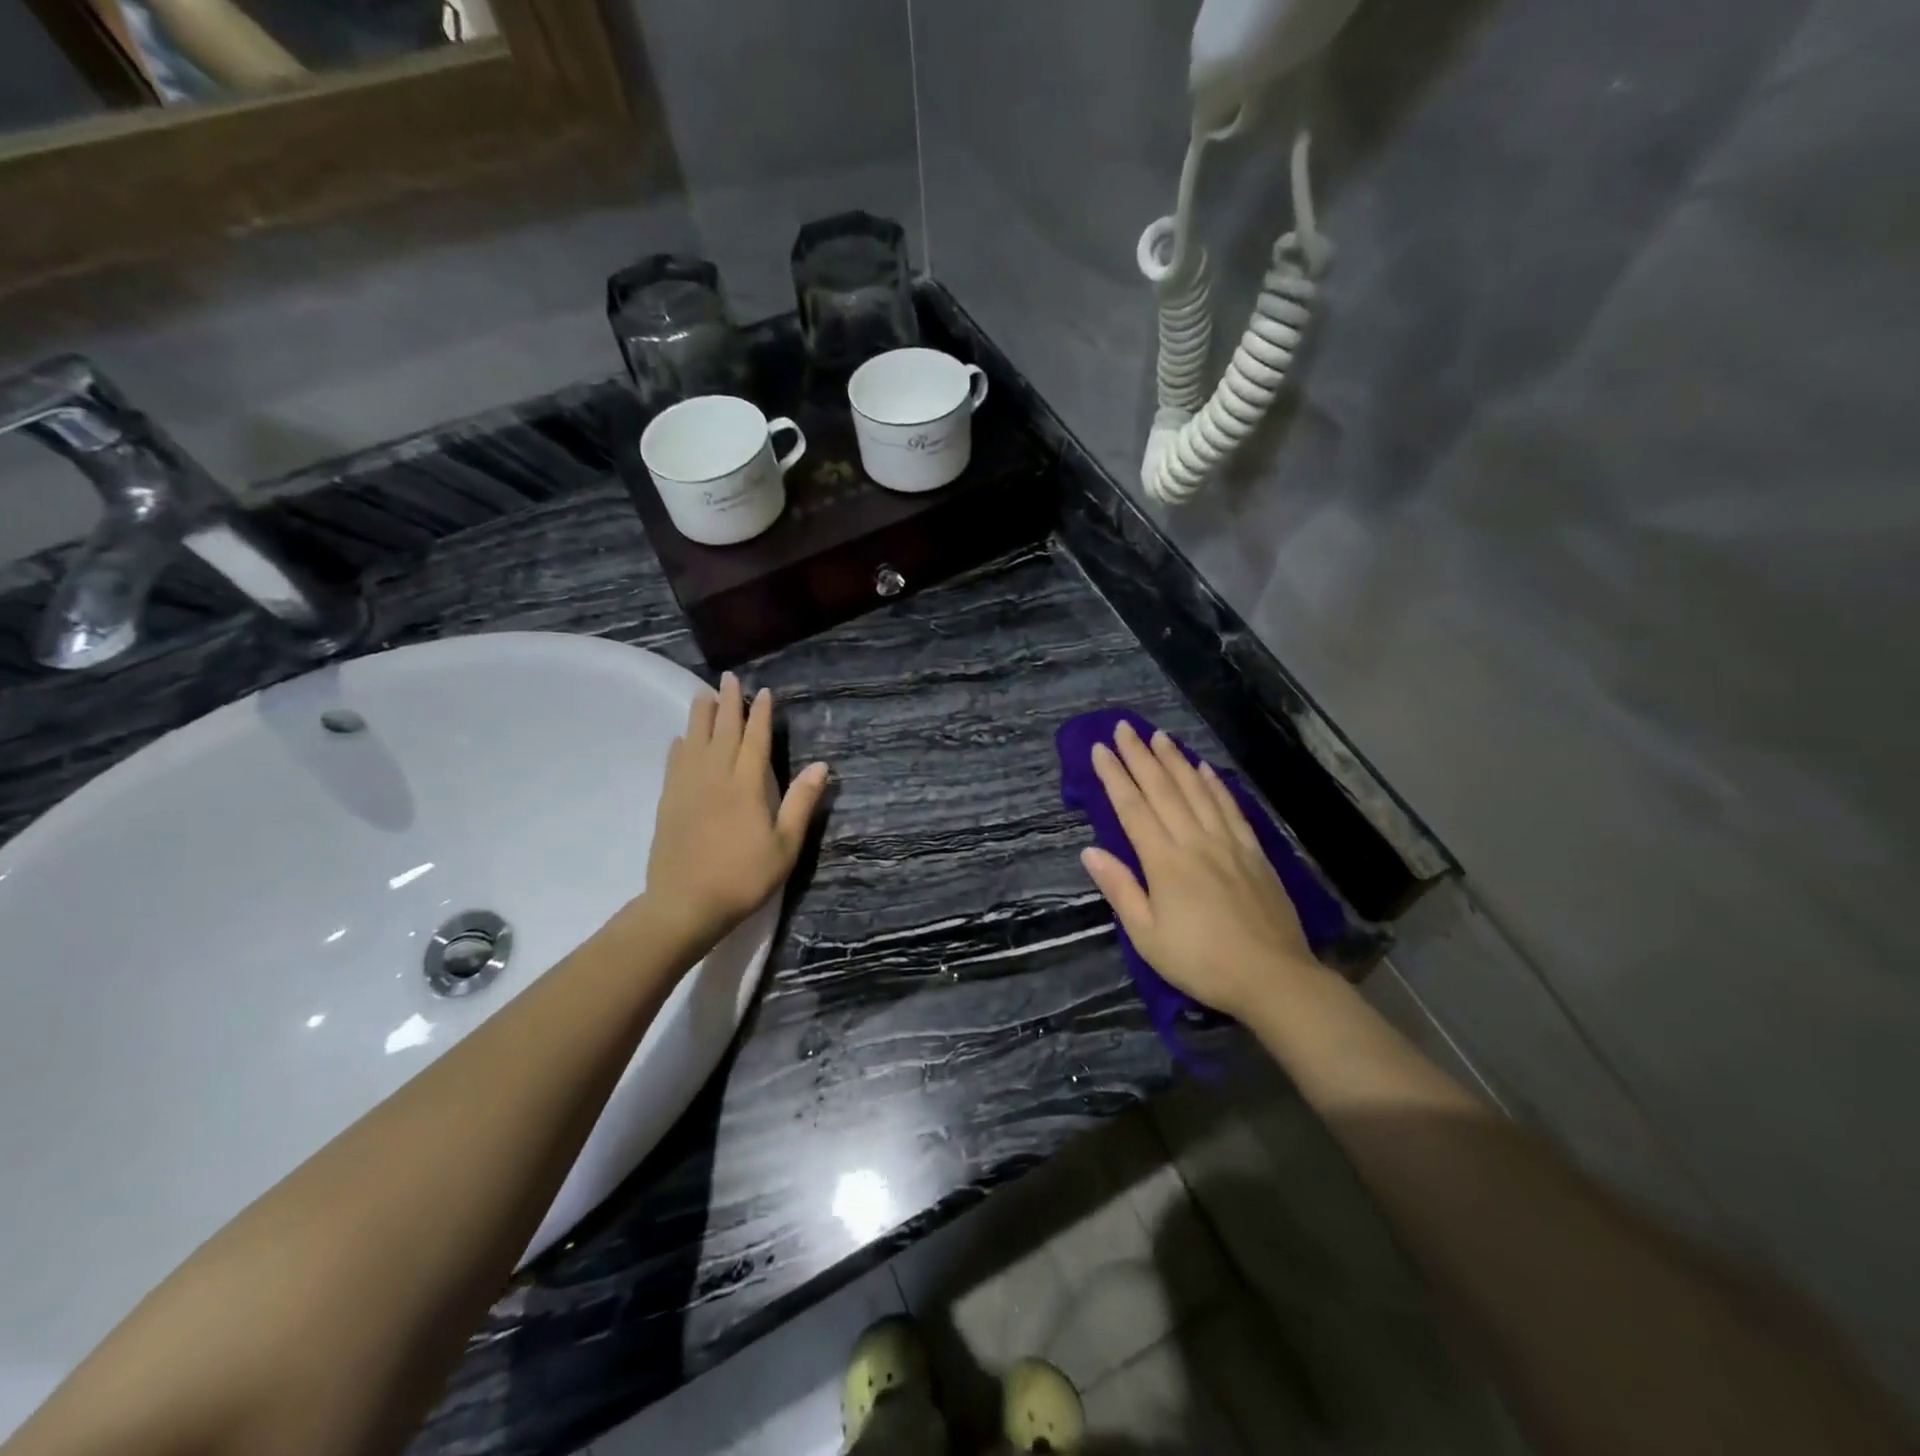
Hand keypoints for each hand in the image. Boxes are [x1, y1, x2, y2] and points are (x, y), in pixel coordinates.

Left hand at [637, 673, 828, 953]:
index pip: (755, 740)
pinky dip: (679, 746)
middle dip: (728, 703)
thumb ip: (801, 803)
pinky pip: (674, 764)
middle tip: (728, 677)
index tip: (762, 692)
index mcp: (747, 786)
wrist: (686, 904)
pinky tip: (680, 739)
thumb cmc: (744, 878)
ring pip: (694, 741)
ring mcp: (688, 788)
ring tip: (703, 695)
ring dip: (700, 716)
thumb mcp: (785, 846)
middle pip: (723, 732)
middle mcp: (716, 777)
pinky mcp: (669, 802)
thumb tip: (821, 765)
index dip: (760, 714)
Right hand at [1081, 721, 1320, 1019]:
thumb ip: (1120, 889)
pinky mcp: (1253, 852)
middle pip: (1163, 790)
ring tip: (1159, 736)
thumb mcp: (1147, 936)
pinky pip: (1230, 808)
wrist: (1272, 977)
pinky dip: (1214, 784)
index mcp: (1164, 861)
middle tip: (1124, 727)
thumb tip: (1090, 851)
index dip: (1114, 776)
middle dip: (1140, 756)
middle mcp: (1194, 841)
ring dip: (1175, 760)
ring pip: (1196, 790)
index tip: (1101, 749)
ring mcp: (1228, 843)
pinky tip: (1204, 768)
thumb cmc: (1201, 961)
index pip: (1133, 808)